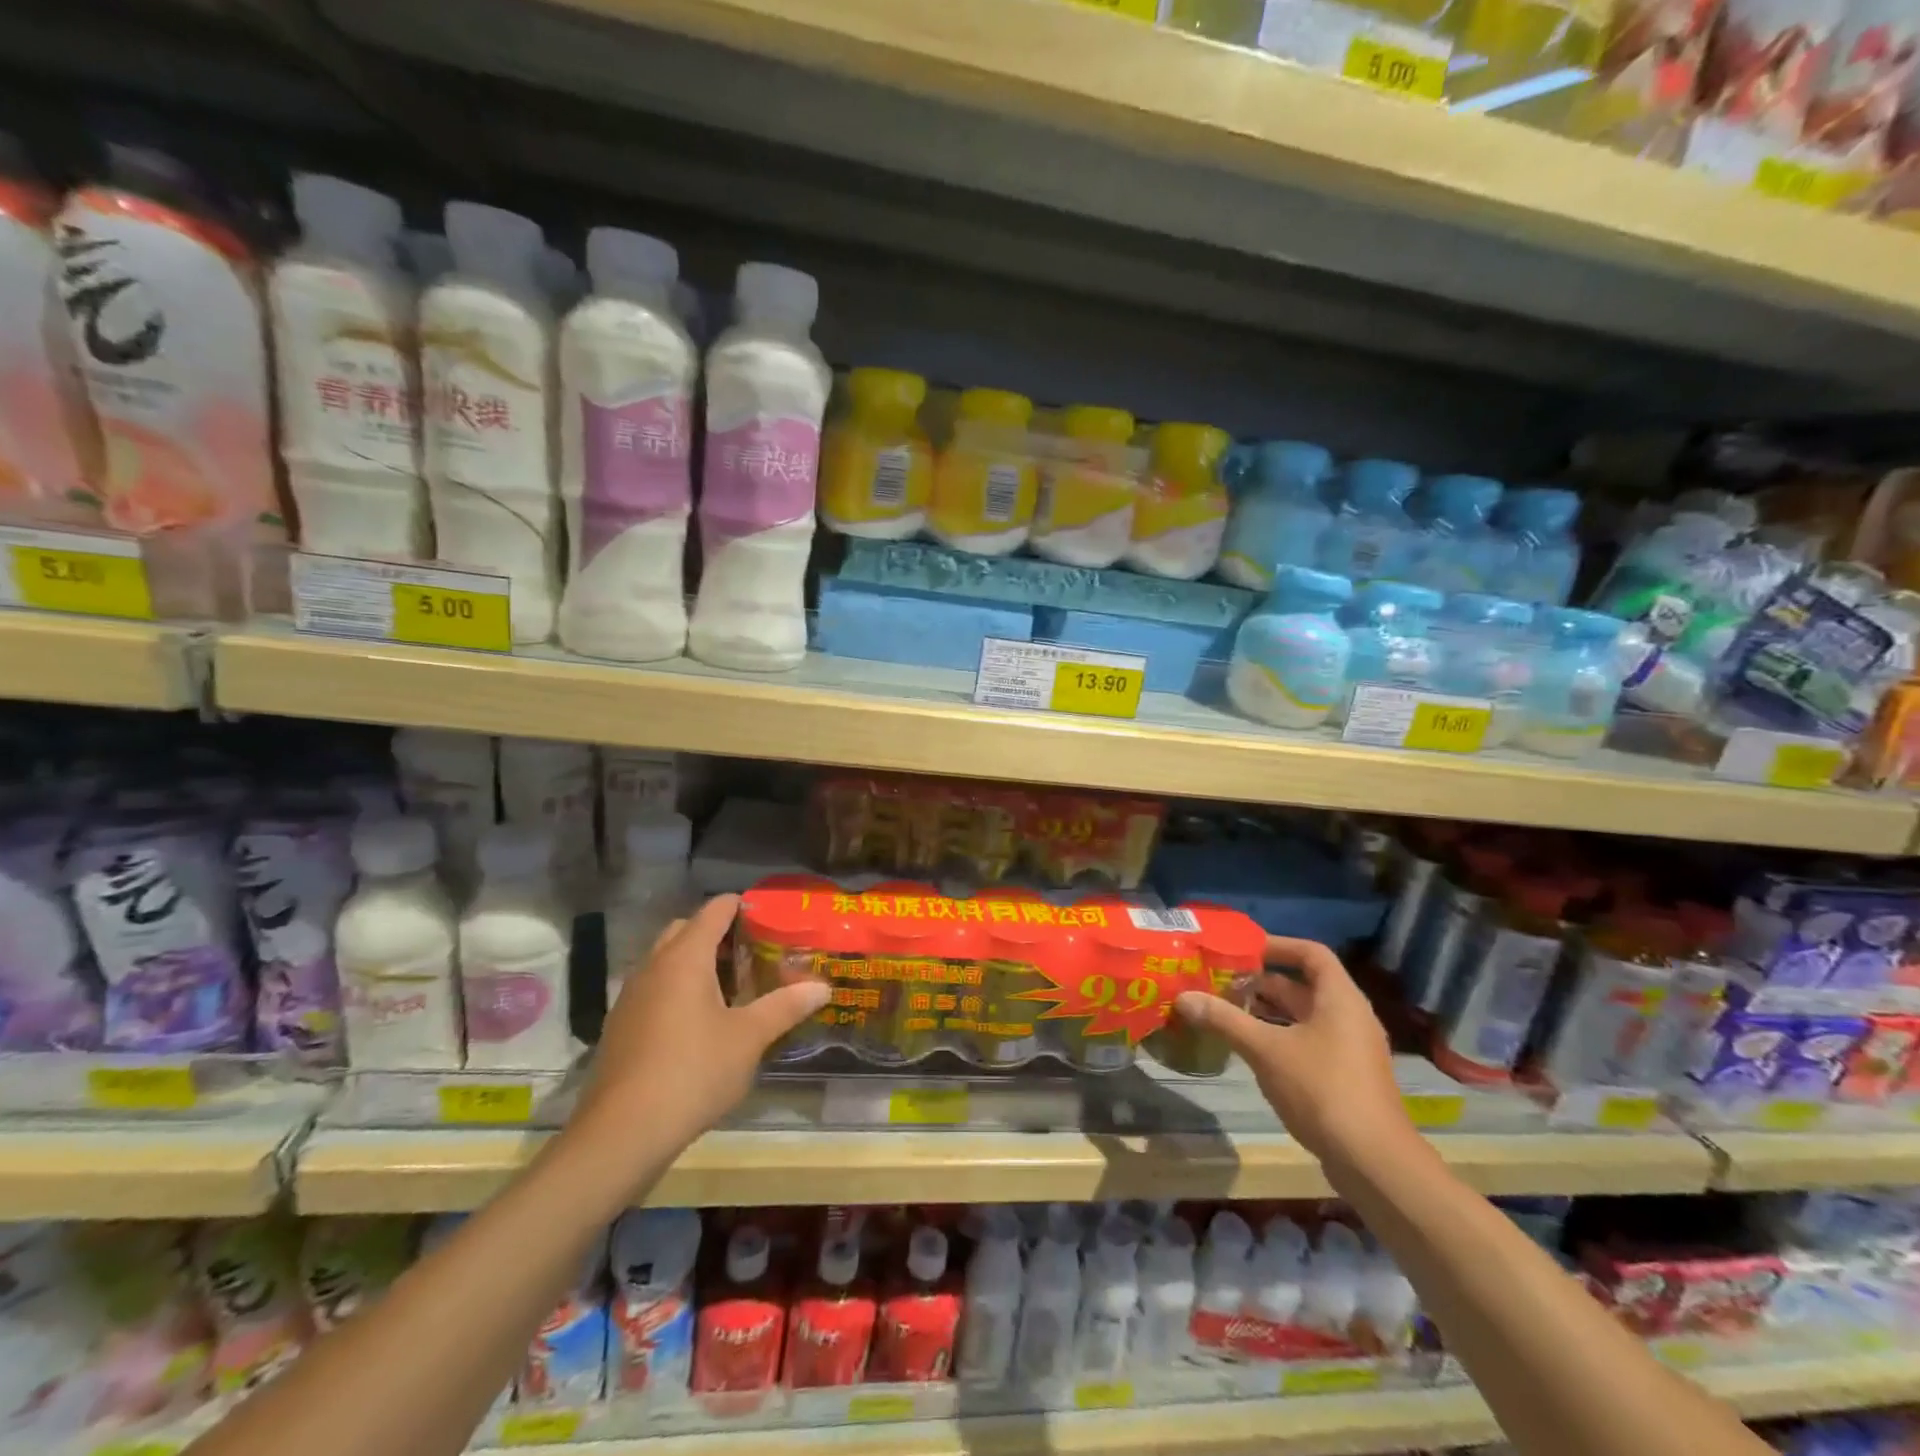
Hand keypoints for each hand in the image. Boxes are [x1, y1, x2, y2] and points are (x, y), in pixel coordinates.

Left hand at [575, 894, 830, 1152]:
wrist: (621, 1134)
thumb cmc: (693, 1071)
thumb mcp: (749, 1038)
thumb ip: (785, 1006)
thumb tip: (823, 987)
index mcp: (685, 957)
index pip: (715, 910)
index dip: (743, 906)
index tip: (771, 919)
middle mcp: (653, 966)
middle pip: (686, 930)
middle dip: (718, 934)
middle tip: (753, 955)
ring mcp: (631, 996)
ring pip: (666, 960)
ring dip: (696, 963)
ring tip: (732, 989)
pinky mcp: (620, 1026)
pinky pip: (654, 989)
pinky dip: (677, 990)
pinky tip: (699, 1024)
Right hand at [1172, 936, 1411, 1163]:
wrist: (1375, 1163)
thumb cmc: (1322, 1090)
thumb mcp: (1265, 1050)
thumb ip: (1224, 1019)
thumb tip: (1183, 997)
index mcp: (1339, 998)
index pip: (1311, 953)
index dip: (1277, 945)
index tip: (1241, 949)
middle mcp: (1350, 1016)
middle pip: (1304, 985)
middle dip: (1262, 982)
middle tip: (1221, 981)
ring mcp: (1351, 1049)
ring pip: (1304, 1016)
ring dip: (1268, 1011)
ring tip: (1227, 1010)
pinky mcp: (1346, 1077)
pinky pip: (1309, 1041)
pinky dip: (1280, 1036)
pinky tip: (1251, 1048)